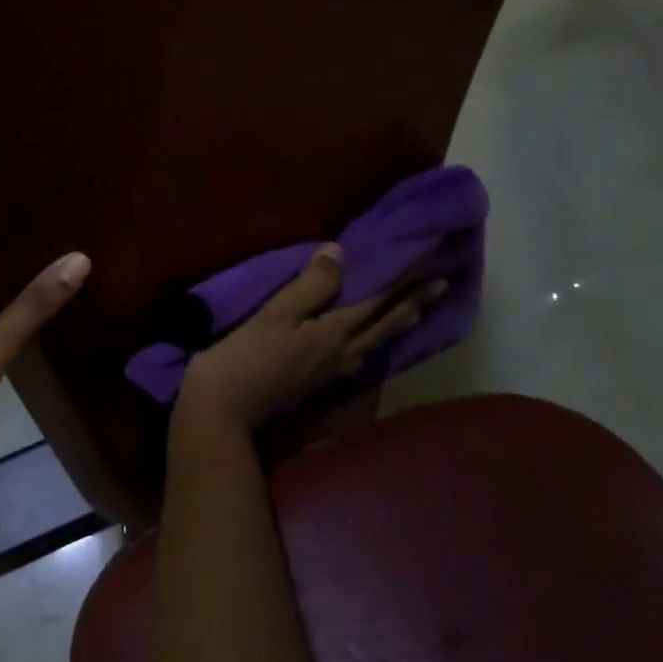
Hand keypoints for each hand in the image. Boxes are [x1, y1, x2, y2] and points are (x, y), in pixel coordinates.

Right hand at [177, 244, 443, 434]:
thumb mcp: (275, 314)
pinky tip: (365, 346)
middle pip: (383, 327)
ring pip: (372, 344)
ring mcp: (329, 373)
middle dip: (411, 305)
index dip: (404, 286)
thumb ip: (309, 286)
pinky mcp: (315, 383)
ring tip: (412, 313)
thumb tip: (339, 252)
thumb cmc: (245, 356)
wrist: (223, 409)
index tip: (432, 271)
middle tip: (439, 287)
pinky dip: (371, 343)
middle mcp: (341, 354)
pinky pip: (357, 358)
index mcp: (333, 334)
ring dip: (396, 325)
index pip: (377, 304)